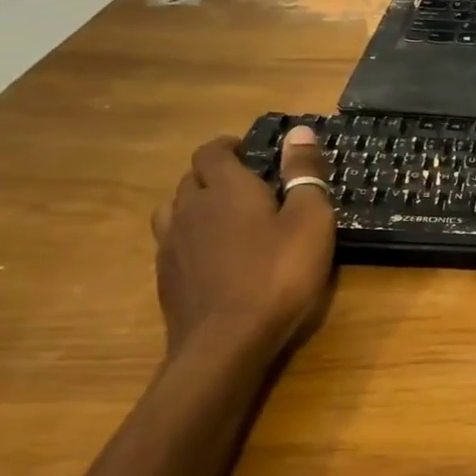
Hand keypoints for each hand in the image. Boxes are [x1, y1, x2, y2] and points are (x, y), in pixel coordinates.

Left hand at [151, 128, 335, 361]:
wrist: (226, 344)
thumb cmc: (278, 276)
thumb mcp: (310, 221)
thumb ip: (304, 174)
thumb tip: (299, 131)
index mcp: (227, 188)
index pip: (213, 151)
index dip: (228, 147)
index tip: (249, 152)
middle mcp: (191, 208)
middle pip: (193, 178)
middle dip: (216, 175)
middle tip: (248, 187)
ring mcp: (172, 245)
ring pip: (175, 209)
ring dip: (196, 205)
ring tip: (222, 219)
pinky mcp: (166, 277)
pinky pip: (172, 243)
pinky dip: (189, 239)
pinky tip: (210, 257)